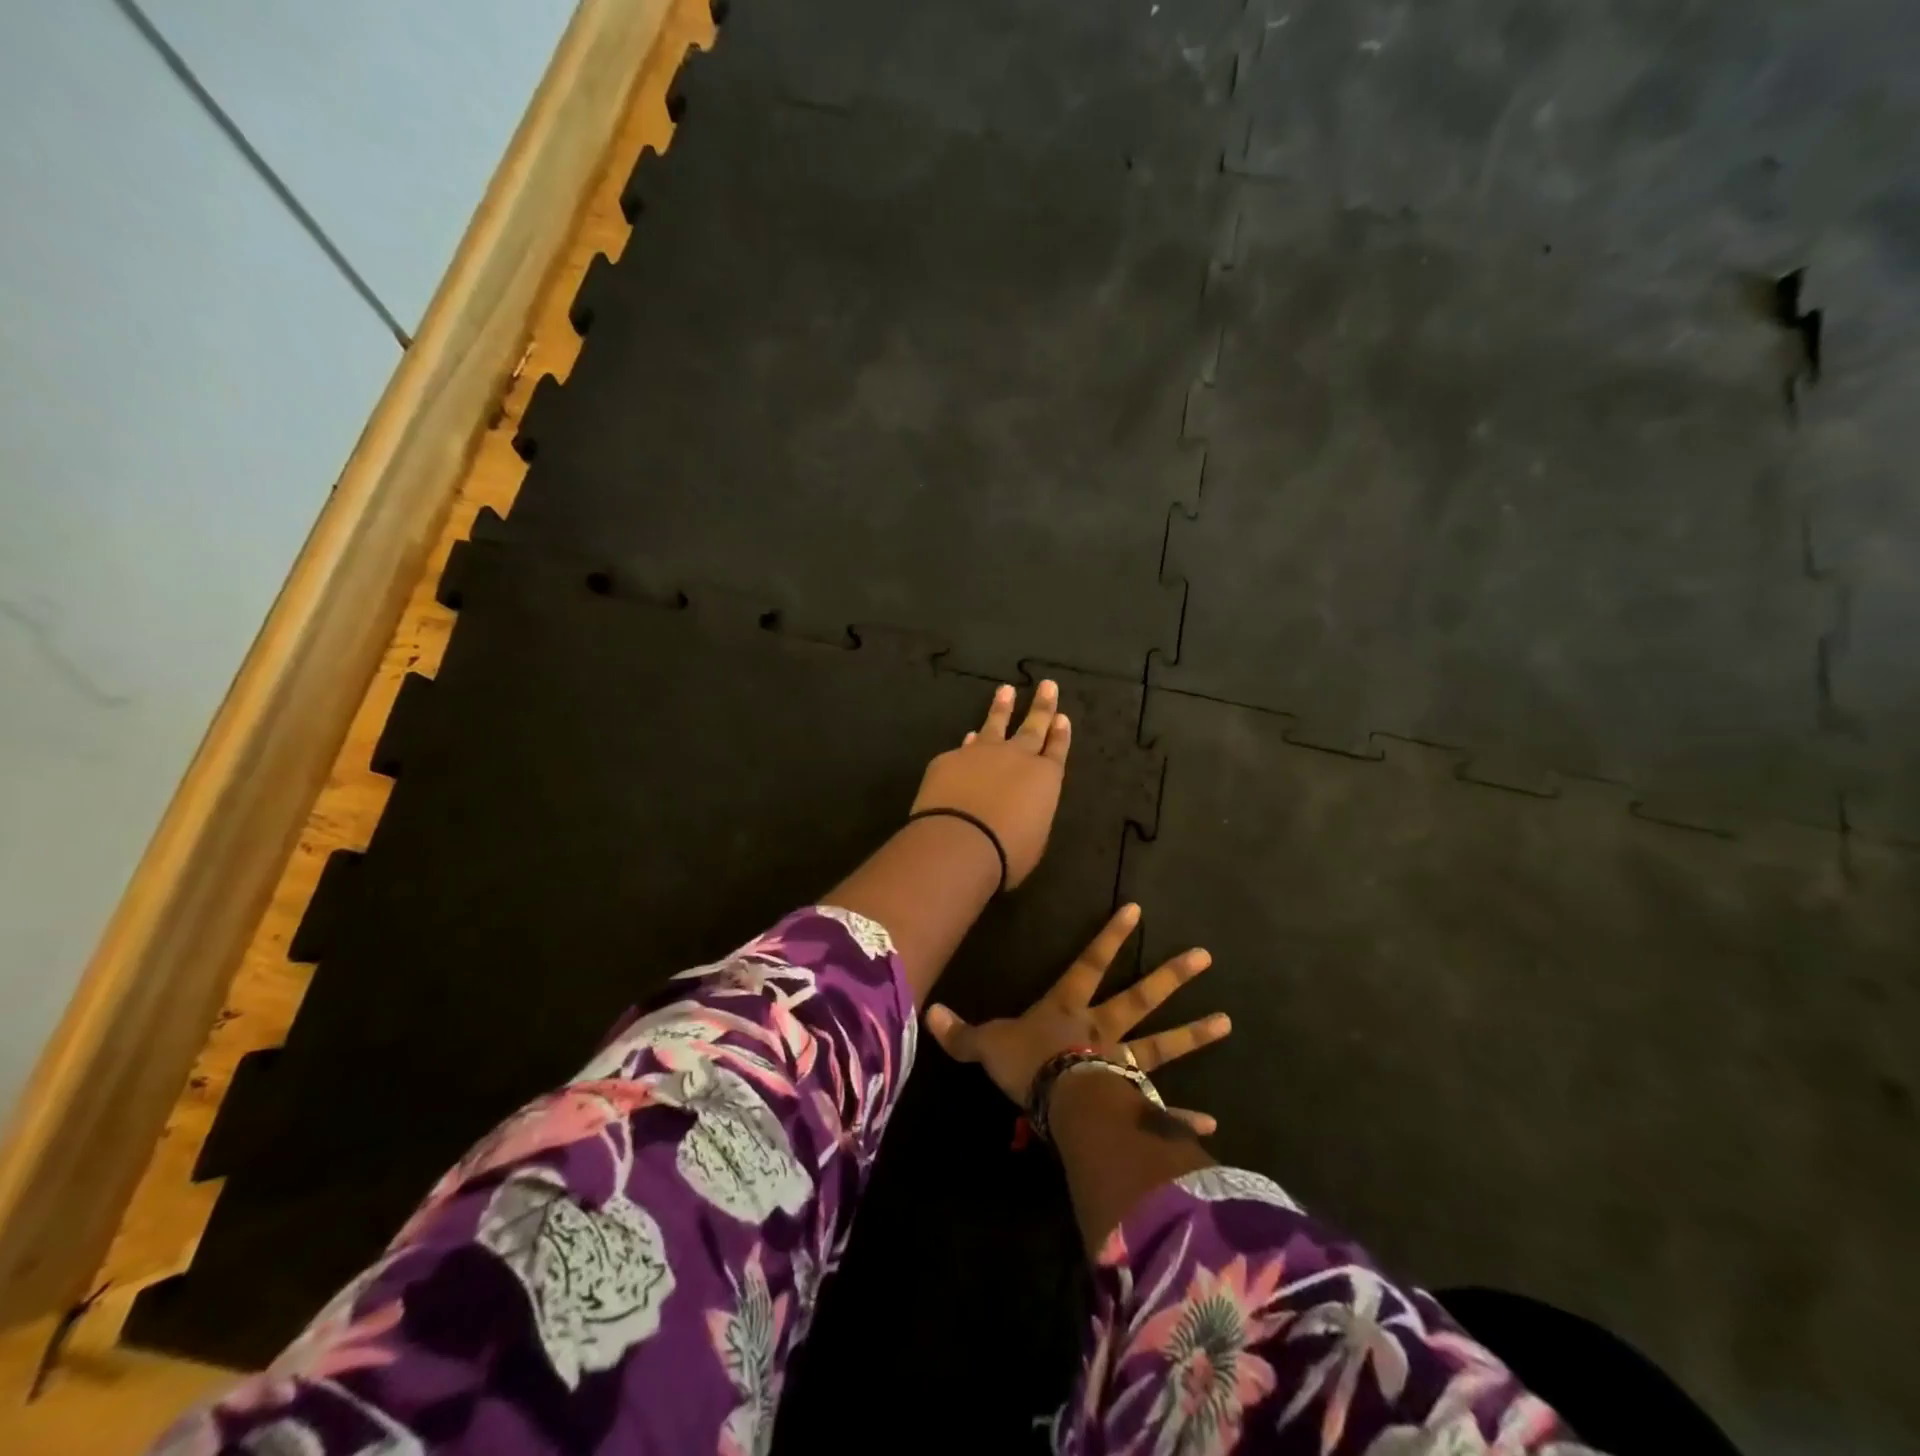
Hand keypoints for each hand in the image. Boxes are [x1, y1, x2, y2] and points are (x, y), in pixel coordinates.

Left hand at [911, 681, 1070, 888]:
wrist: (960, 842)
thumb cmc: (1007, 852)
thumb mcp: (1033, 837)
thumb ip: (1029, 812)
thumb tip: (1019, 804)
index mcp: (1045, 778)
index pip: (1057, 750)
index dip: (1060, 734)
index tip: (1062, 717)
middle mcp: (1016, 758)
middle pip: (1033, 726)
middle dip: (1041, 706)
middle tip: (1047, 685)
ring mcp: (981, 753)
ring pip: (995, 724)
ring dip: (1002, 708)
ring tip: (1006, 690)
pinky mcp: (949, 759)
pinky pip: (964, 747)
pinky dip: (969, 742)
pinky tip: (968, 736)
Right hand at [926, 903, 1230, 1132]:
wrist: (1055, 1102)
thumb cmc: (1025, 1064)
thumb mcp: (988, 1044)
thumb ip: (962, 1031)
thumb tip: (927, 1012)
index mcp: (1068, 1009)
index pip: (1089, 963)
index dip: (1110, 937)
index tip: (1136, 909)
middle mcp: (1101, 1030)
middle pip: (1139, 998)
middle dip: (1170, 976)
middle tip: (1205, 957)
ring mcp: (1121, 1064)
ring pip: (1161, 1045)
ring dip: (1193, 1035)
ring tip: (1226, 1023)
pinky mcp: (1132, 1101)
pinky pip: (1161, 1108)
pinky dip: (1183, 1115)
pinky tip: (1213, 1123)